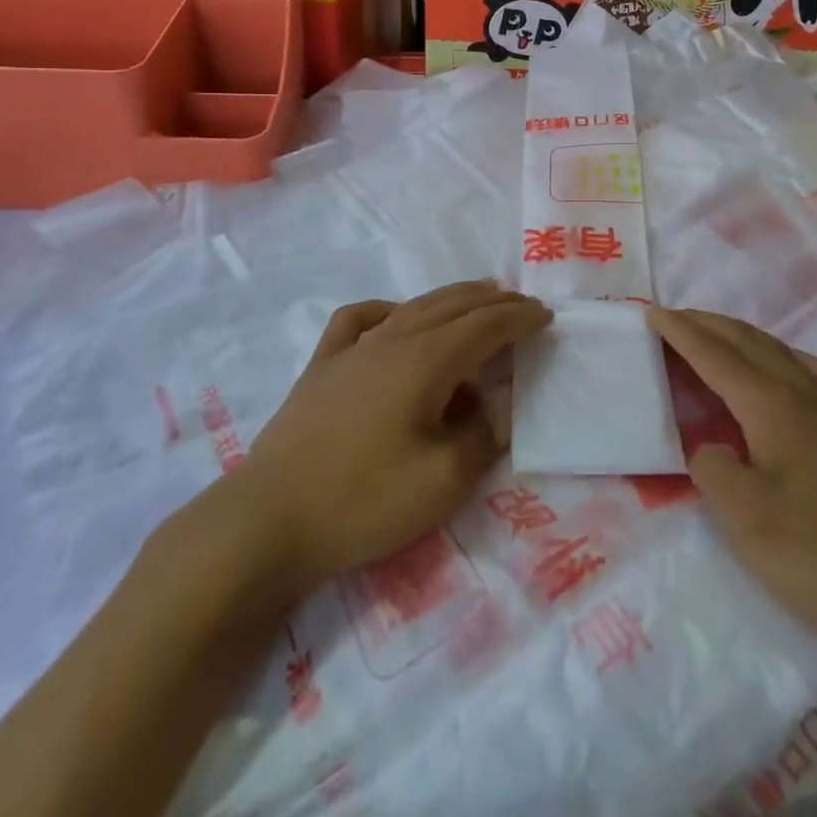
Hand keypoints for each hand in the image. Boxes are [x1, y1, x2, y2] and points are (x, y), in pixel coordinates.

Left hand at [219, 281, 549, 595]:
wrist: (270, 520)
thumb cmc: (364, 501)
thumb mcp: (443, 482)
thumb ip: (482, 438)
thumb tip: (497, 408)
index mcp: (426, 361)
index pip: (485, 325)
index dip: (519, 318)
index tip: (546, 316)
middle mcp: (392, 339)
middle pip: (452, 305)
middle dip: (493, 301)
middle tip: (522, 304)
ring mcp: (353, 348)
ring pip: (413, 306)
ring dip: (451, 298)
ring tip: (476, 297)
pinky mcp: (323, 365)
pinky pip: (360, 318)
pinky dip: (388, 309)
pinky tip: (393, 318)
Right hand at [649, 308, 816, 670]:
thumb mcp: (748, 523)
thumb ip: (712, 470)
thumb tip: (711, 447)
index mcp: (775, 406)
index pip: (716, 355)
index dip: (681, 333)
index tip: (651, 314)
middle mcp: (807, 391)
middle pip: (747, 341)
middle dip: (705, 324)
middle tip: (672, 319)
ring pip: (779, 349)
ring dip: (739, 335)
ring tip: (715, 337)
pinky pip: (810, 367)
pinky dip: (779, 353)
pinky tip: (783, 369)